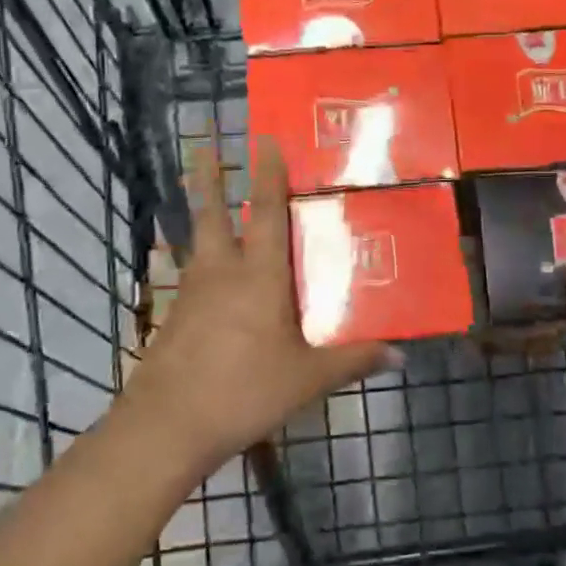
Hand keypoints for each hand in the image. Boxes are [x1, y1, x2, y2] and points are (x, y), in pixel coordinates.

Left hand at [122, 138, 394, 471]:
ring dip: (203, 217)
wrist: (166, 426)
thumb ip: (353, 361)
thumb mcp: (307, 378)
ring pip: (198, 242)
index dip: (267, 174)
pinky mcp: (175, 318)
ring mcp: (191, 294)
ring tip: (213, 208)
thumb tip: (400, 355)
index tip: (264, 139)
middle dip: (209, 177)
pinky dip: (203, 264)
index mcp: (258, 275)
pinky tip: (213, 282)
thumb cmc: (243, 390)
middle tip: (203, 144)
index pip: (265, 212)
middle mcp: (221, 272)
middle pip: (211, 213)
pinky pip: (193, 277)